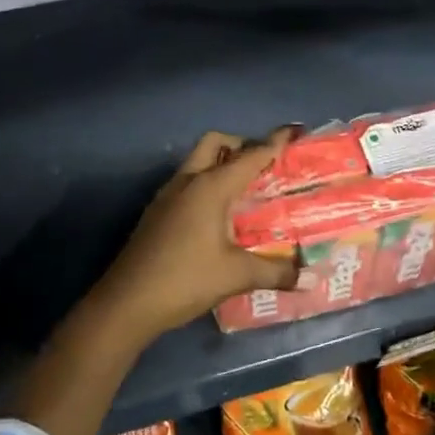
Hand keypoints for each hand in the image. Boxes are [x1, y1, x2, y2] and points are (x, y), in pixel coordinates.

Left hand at [78, 128, 302, 344]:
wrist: (126, 303)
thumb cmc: (185, 280)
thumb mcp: (236, 276)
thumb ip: (275, 272)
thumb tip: (308, 278)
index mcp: (210, 187)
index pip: (250, 155)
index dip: (275, 142)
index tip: (295, 131)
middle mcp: (187, 181)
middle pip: (216, 144)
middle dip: (242, 146)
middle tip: (265, 167)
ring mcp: (167, 196)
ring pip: (197, 162)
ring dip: (221, 165)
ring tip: (246, 191)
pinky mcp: (156, 213)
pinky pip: (187, 183)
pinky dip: (207, 185)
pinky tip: (219, 216)